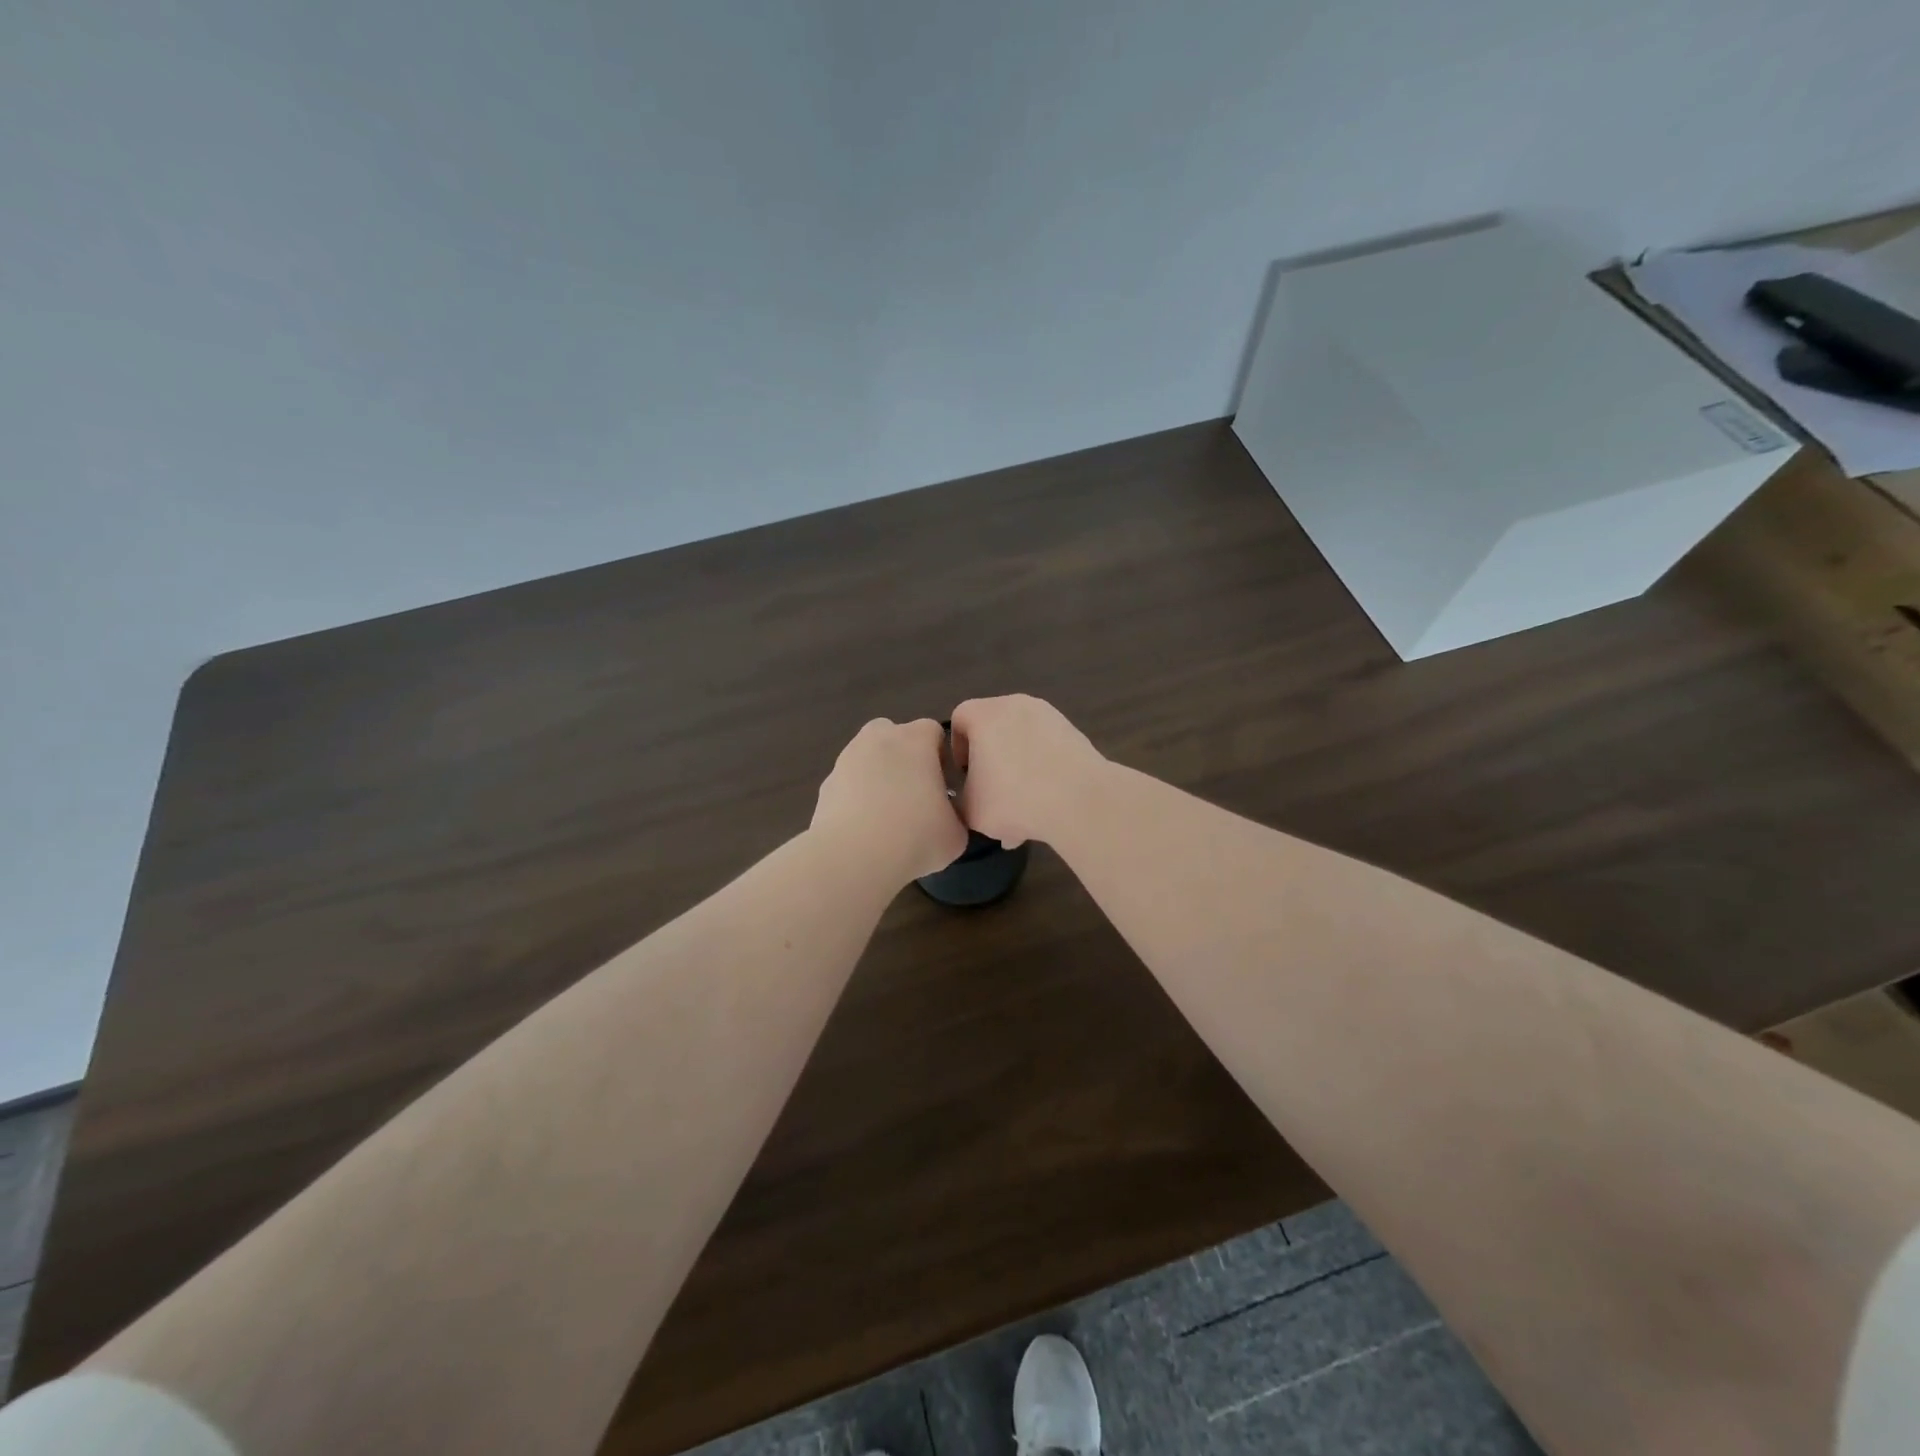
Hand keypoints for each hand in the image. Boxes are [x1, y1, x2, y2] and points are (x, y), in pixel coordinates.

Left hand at [811, 718, 968, 884]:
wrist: (853, 857)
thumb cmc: (915, 837)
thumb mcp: (955, 833)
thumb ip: (954, 815)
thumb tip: (944, 817)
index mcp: (915, 740)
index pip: (933, 731)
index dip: (940, 756)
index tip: (943, 785)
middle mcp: (879, 739)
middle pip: (894, 736)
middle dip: (904, 757)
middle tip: (914, 794)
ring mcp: (847, 759)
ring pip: (868, 758)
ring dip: (878, 777)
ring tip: (886, 816)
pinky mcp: (826, 784)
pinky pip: (848, 783)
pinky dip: (856, 798)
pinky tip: (863, 828)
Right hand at [949, 695, 1106, 848]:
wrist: (1079, 801)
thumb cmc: (1014, 800)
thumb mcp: (970, 810)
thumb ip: (961, 798)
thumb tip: (969, 796)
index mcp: (985, 715)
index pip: (959, 719)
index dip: (957, 748)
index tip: (965, 775)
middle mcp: (1016, 705)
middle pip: (993, 729)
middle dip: (990, 762)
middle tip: (993, 793)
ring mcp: (1049, 715)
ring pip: (1022, 742)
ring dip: (1017, 770)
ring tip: (1022, 810)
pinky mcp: (1073, 732)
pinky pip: (1047, 749)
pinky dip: (1042, 771)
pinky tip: (1046, 805)